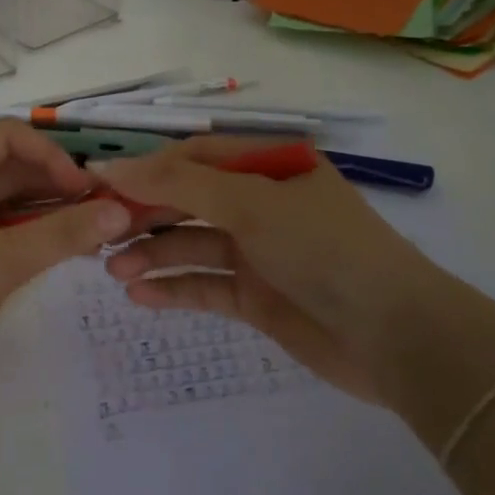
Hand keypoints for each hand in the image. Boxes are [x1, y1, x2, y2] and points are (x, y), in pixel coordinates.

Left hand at [0, 121, 130, 393]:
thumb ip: (61, 234)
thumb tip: (121, 212)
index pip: (6, 137)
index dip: (50, 155)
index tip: (87, 190)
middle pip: (7, 168)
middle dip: (55, 184)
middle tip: (105, 212)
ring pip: (5, 201)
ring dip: (47, 211)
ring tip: (94, 232)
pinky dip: (30, 235)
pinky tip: (62, 249)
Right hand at [96, 138, 454, 404]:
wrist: (396, 338)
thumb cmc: (324, 249)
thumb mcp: (251, 204)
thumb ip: (178, 186)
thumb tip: (108, 168)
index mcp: (270, 166)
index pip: (194, 157)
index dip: (146, 170)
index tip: (97, 187)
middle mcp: (262, 203)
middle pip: (188, 201)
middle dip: (144, 215)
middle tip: (98, 234)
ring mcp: (259, 252)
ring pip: (192, 245)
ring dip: (152, 254)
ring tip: (112, 270)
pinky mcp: (257, 297)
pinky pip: (205, 285)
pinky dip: (173, 289)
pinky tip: (138, 296)